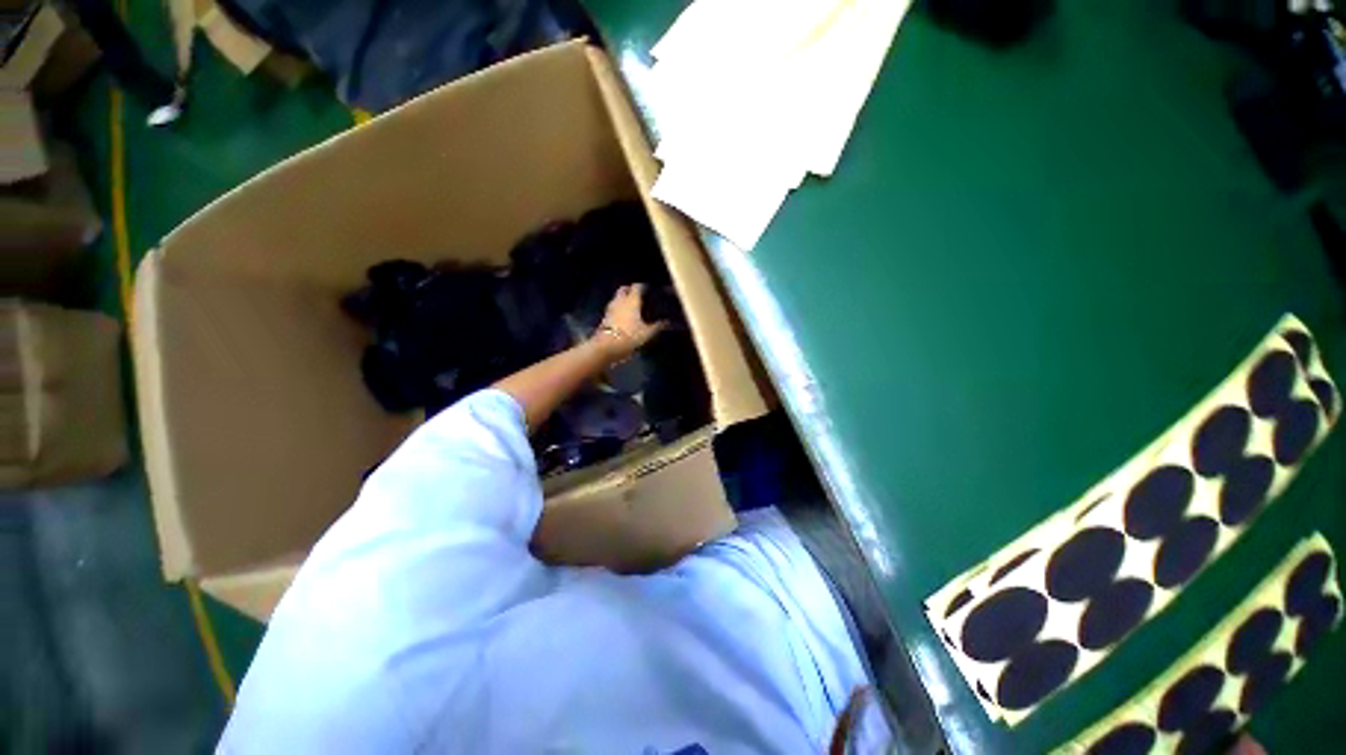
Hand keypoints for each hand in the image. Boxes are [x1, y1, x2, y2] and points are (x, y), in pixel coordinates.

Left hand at [593, 284, 666, 360]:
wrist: (606, 346)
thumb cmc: (629, 336)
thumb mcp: (647, 333)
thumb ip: (657, 326)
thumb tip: (667, 322)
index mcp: (631, 301)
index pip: (636, 287)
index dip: (642, 287)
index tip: (648, 289)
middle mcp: (620, 301)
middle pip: (624, 289)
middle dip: (630, 290)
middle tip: (638, 295)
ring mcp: (610, 309)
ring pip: (617, 298)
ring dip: (623, 299)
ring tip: (631, 306)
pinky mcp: (604, 317)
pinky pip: (613, 308)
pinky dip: (618, 309)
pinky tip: (624, 316)